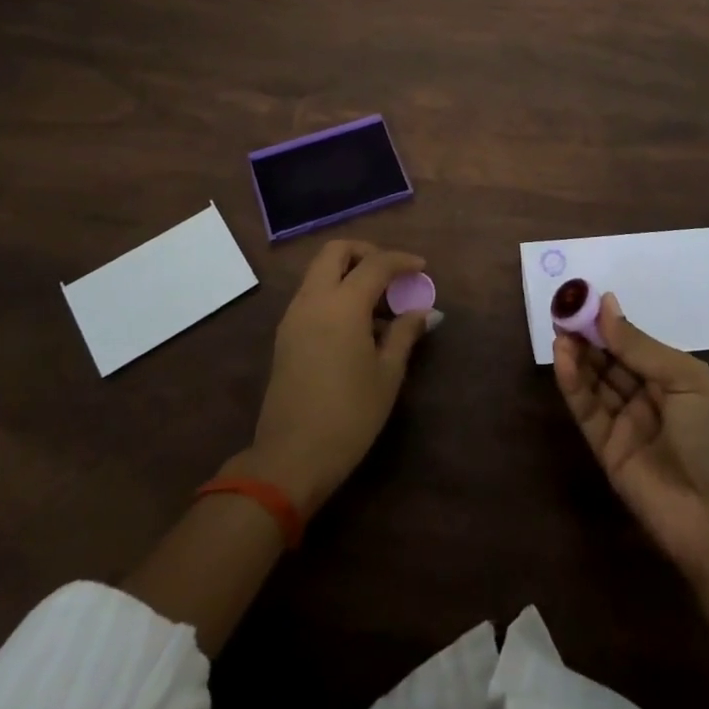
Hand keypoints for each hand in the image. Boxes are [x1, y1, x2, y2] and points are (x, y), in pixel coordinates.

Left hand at [233, 239, 434, 517]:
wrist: (291, 457)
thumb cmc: (349, 416)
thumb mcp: (387, 374)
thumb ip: (404, 334)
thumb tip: (423, 312)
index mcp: (343, 304)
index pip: (375, 264)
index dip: (401, 260)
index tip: (421, 268)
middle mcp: (314, 299)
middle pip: (336, 251)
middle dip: (365, 252)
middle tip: (390, 274)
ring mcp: (294, 315)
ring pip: (319, 271)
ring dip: (347, 271)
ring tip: (376, 302)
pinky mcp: (285, 334)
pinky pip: (311, 294)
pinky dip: (333, 291)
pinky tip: (355, 323)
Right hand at [554, 293, 708, 577]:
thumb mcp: (685, 380)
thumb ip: (639, 346)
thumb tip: (606, 305)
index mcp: (673, 380)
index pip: (633, 345)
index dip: (609, 323)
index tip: (584, 298)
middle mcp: (647, 399)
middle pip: (610, 361)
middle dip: (587, 335)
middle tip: (564, 310)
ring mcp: (626, 426)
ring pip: (595, 383)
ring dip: (577, 355)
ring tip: (560, 329)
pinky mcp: (606, 451)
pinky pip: (587, 411)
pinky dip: (573, 383)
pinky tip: (563, 357)